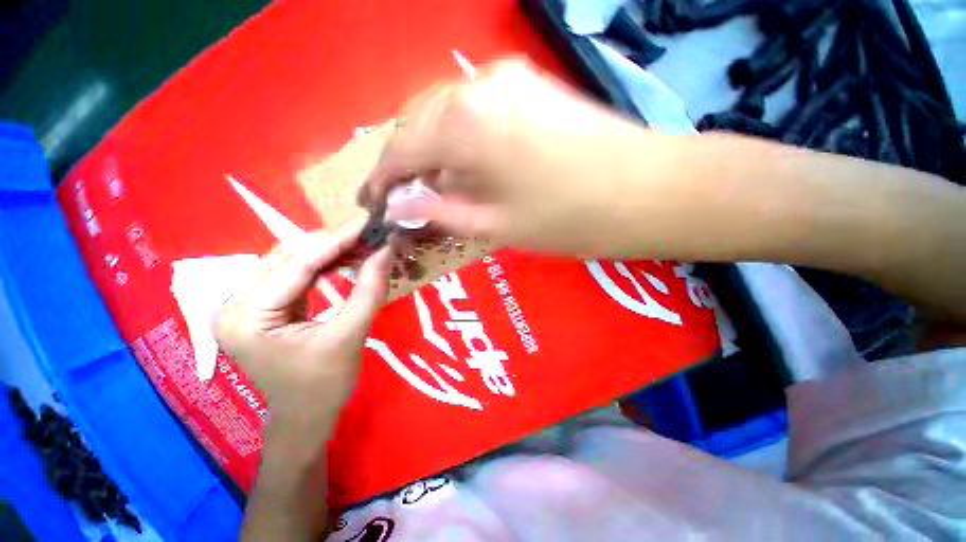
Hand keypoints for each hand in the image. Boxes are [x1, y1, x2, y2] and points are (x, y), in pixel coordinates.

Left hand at [213, 223, 390, 440]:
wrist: (306, 417)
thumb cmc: (325, 385)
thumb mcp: (351, 335)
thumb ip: (369, 290)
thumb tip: (386, 250)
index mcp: (247, 316)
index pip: (297, 264)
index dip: (338, 239)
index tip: (368, 221)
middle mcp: (235, 303)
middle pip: (289, 257)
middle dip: (334, 243)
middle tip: (371, 233)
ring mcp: (244, 304)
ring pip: (291, 261)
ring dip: (329, 251)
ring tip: (363, 243)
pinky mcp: (261, 306)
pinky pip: (293, 275)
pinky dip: (322, 264)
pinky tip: (346, 258)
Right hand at [360, 59, 670, 256]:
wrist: (645, 190)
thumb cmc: (567, 218)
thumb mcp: (494, 225)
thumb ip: (439, 211)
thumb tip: (398, 206)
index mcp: (463, 124)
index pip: (400, 149)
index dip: (382, 179)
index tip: (373, 202)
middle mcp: (477, 87)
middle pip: (418, 125)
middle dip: (405, 163)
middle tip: (402, 197)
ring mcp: (506, 78)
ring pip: (444, 115)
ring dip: (432, 151)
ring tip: (431, 187)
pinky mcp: (528, 85)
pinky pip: (473, 110)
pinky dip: (459, 139)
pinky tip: (466, 165)